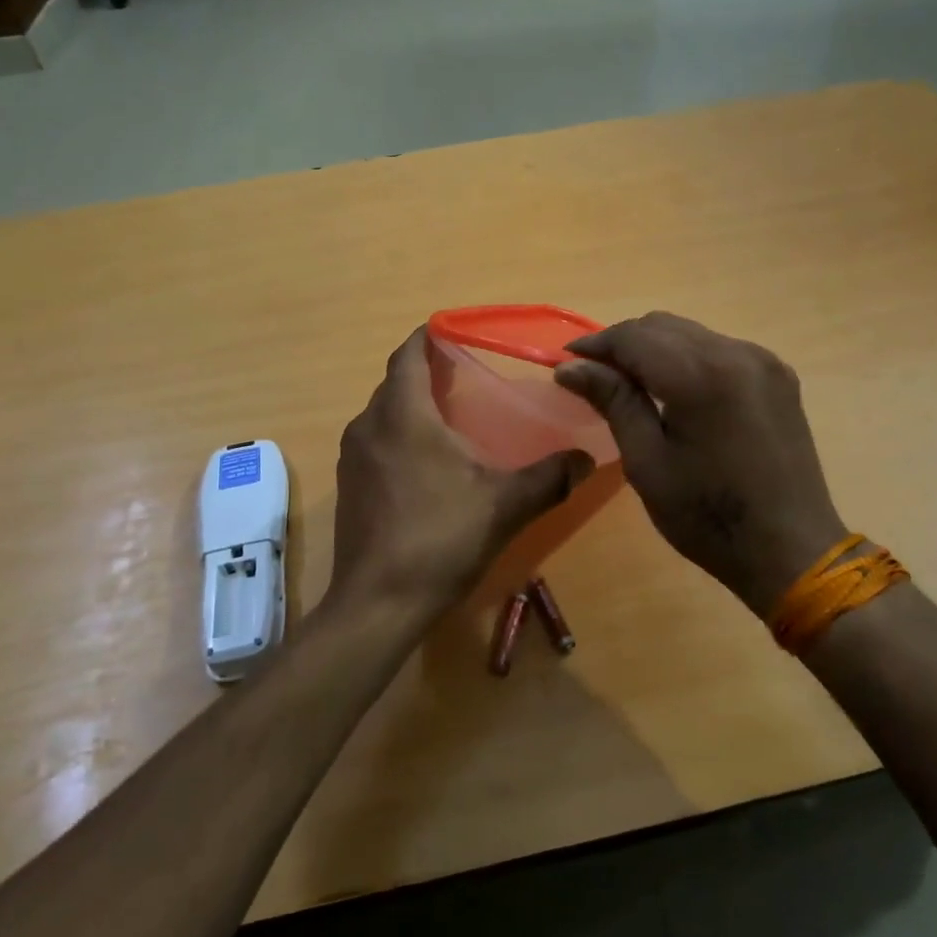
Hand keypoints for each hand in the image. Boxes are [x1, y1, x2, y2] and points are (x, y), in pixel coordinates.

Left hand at [330, 328, 594, 618]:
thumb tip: (588, 458)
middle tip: (470, 375)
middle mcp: (369, 425)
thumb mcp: (504, 505)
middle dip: (427, 371)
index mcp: (402, 414)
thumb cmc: (439, 539)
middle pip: (396, 381)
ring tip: (453, 416)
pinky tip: (428, 462)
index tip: (461, 332)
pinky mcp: (348, 485)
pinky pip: (376, 440)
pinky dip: (400, 434)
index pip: (408, 353)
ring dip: (412, 405)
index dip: (430, 335)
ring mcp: (352, 456)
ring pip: (384, 412)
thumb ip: (549, 477)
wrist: (377, 604)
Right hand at [554, 312, 846, 618]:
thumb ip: (614, 402)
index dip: (595, 345)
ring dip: (654, 349)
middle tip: (594, 376)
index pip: (635, 337)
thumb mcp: (648, 463)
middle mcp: (736, 353)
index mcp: (702, 376)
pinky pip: (718, 349)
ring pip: (691, 334)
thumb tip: (571, 368)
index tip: (567, 364)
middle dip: (622, 344)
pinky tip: (673, 390)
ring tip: (629, 383)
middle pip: (663, 326)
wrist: (792, 550)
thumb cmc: (709, 517)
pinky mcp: (777, 375)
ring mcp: (762, 361)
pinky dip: (686, 358)